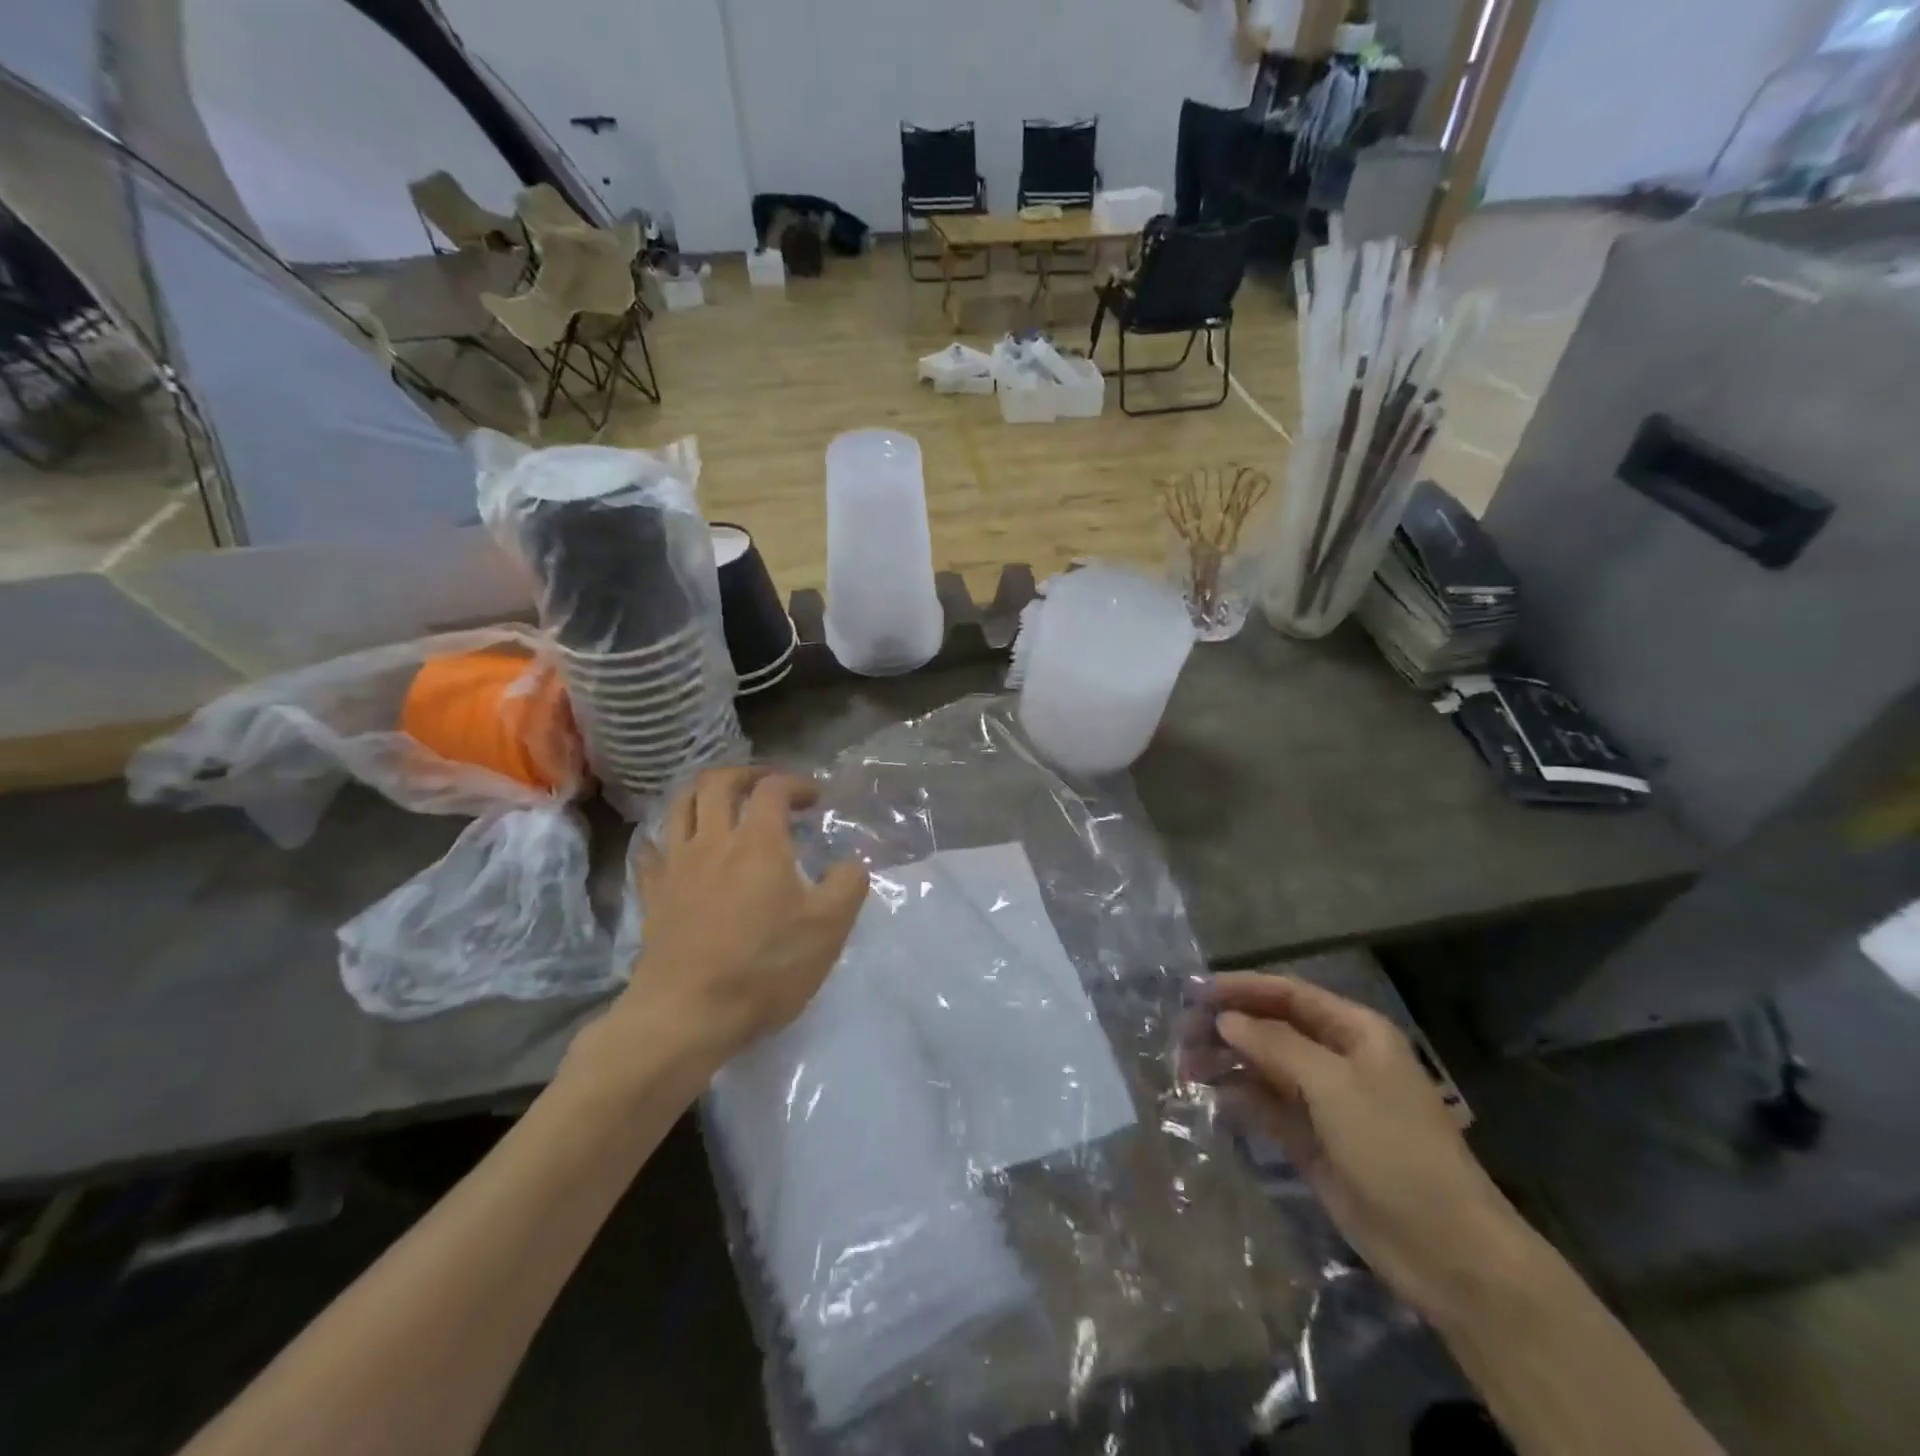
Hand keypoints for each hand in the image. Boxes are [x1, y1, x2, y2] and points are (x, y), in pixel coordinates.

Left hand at [601, 768, 868, 1072]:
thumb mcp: (828, 928)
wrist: (688, 1013)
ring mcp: (676, 865)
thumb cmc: (765, 967)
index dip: (796, 783)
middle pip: (718, 782)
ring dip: (705, 792)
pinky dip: (667, 835)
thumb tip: (851, 862)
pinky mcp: (653, 894)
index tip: (815, 797)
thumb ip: (848, 884)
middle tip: (768, 785)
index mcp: (759, 843)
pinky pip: (652, 849)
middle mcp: (714, 841)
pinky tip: (677, 845)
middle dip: (747, 774)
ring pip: (681, 805)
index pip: (774, 789)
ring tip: (724, 802)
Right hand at [1185, 973, 1530, 1323]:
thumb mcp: (1334, 1086)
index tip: (1194, 990)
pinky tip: (1211, 1098)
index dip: (1241, 988)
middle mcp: (1338, 1059)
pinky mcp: (1313, 1142)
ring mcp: (1325, 1102)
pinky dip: (1240, 1099)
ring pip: (1265, 1067)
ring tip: (1185, 1065)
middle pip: (1272, 1028)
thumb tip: (1225, 1019)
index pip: (1288, 994)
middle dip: (1228, 1026)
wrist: (1446, 1252)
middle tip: (1181, 1033)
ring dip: (1227, 1062)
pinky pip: (1268, 1108)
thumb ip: (1275, 1045)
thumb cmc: (1395, 1149)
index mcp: (1355, 1032)